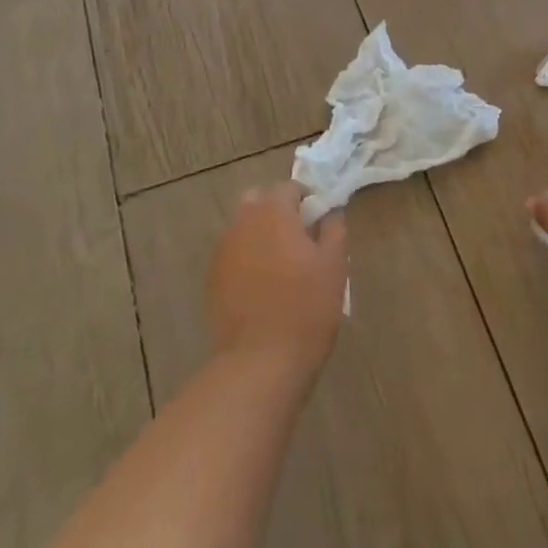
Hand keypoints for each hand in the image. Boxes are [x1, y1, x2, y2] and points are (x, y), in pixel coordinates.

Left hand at [208, 183, 348, 377]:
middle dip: (278, 211)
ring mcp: (223, 251)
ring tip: (283, 265)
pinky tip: (264, 286)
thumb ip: (334, 230)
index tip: (321, 221)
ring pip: (244, 228)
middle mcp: (242, 223)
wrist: (260, 360)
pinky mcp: (212, 278)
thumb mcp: (335, 265)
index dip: (307, 200)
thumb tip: (330, 212)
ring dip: (261, 235)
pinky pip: (234, 255)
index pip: (289, 188)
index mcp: (273, 212)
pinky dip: (248, 259)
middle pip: (259, 201)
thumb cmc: (307, 307)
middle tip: (301, 240)